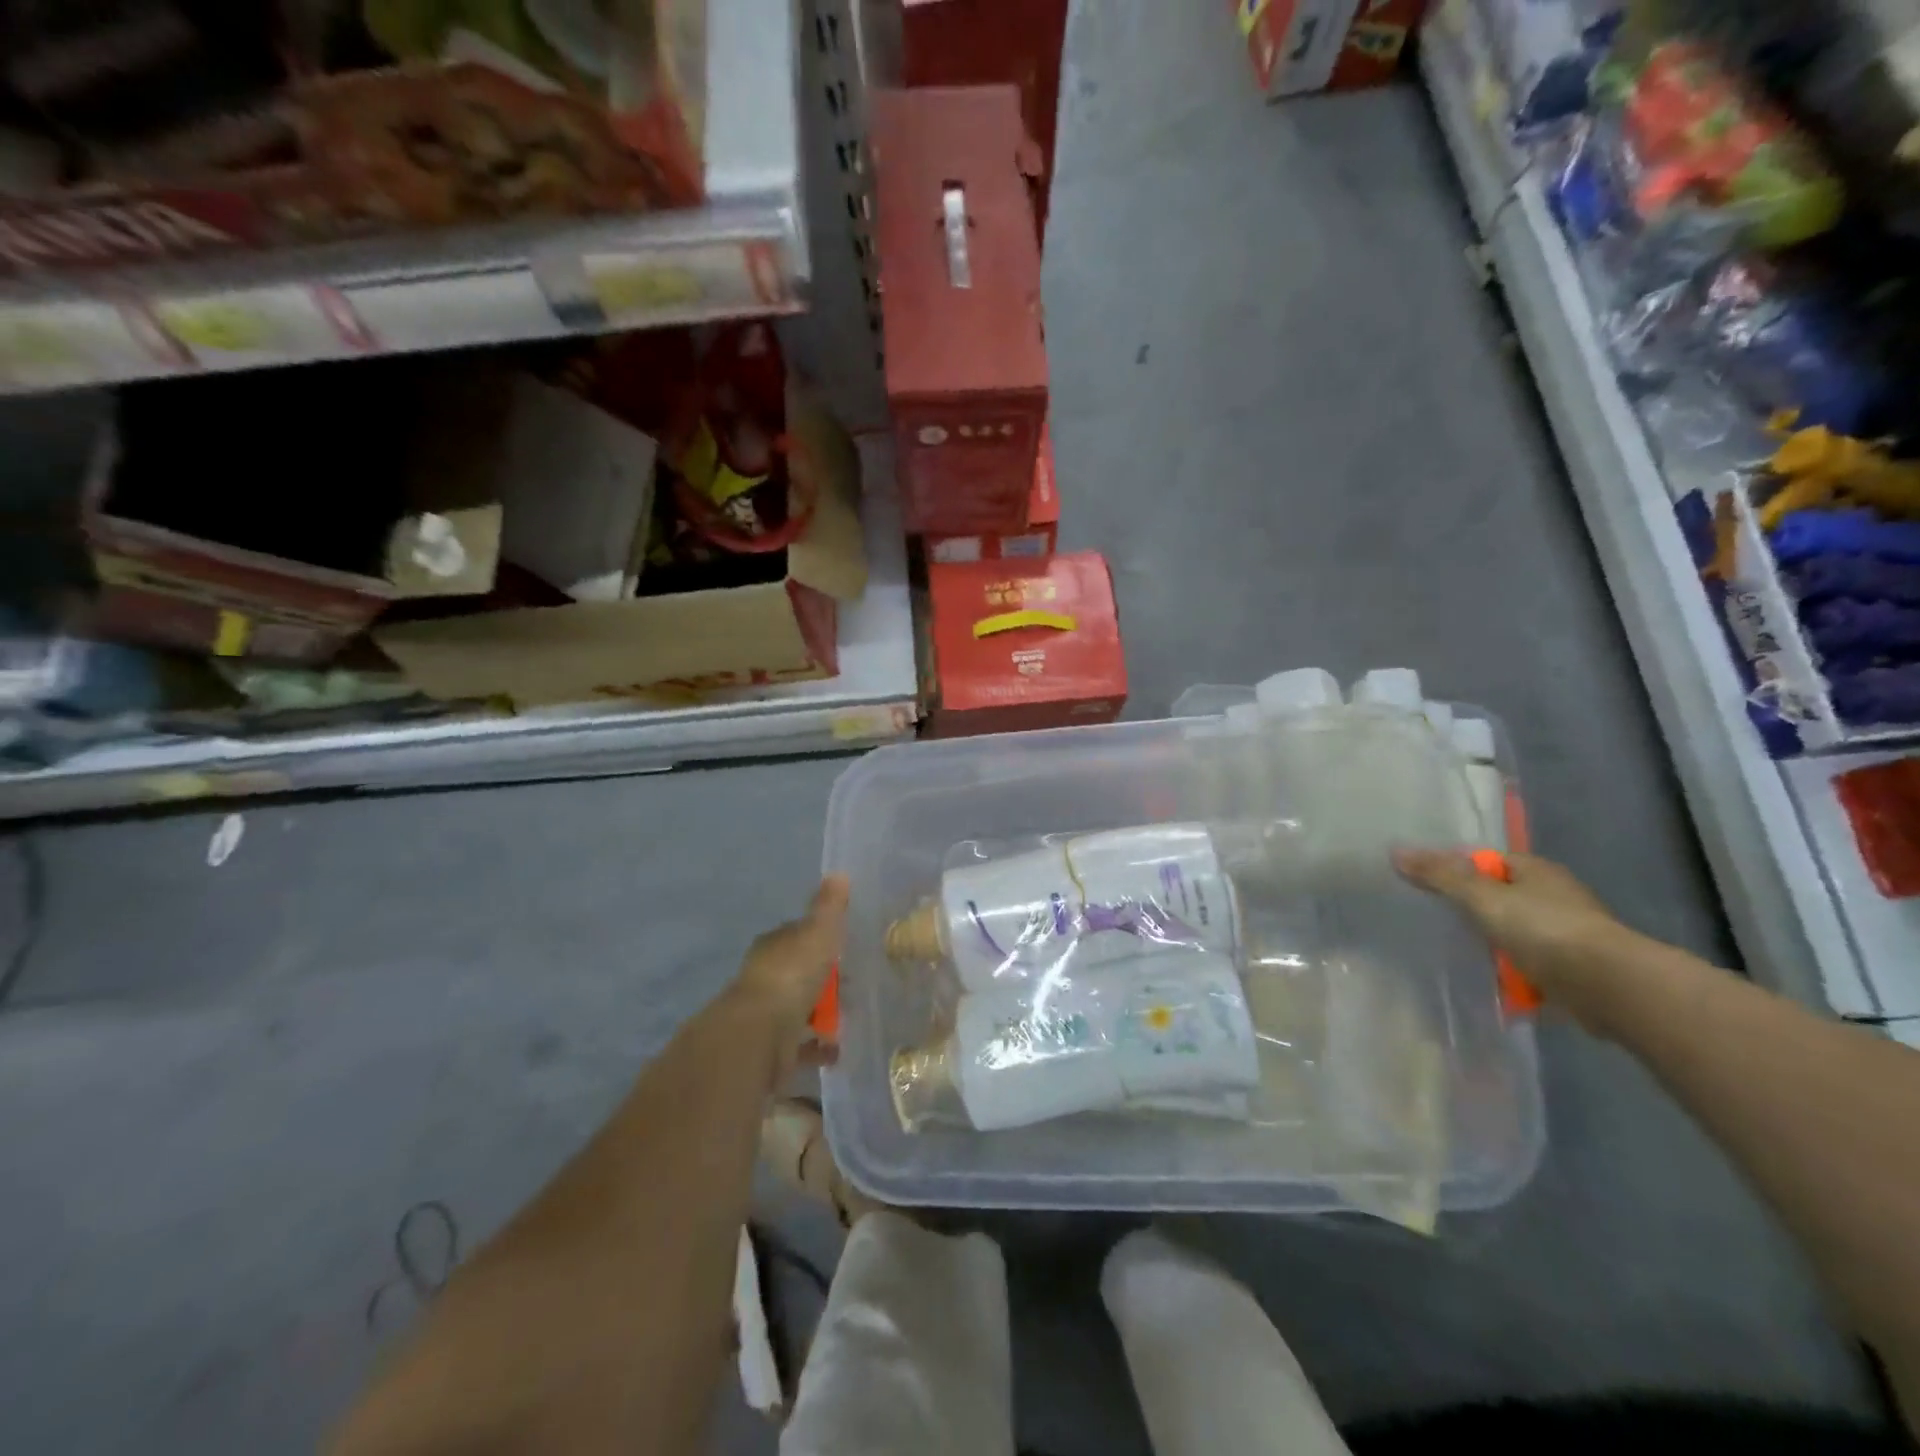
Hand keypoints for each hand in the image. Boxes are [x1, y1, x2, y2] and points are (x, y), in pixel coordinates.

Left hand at [728, 876, 848, 1072]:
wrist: (760, 1033)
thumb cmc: (791, 974)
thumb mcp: (818, 932)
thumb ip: (829, 907)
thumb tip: (839, 873)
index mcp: (774, 945)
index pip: (798, 935)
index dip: (820, 938)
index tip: (844, 945)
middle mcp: (766, 976)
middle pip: (799, 973)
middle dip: (823, 979)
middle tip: (853, 985)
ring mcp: (767, 1013)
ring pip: (799, 1008)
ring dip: (821, 1014)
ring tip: (850, 1017)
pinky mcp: (771, 1048)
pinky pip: (801, 1044)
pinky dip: (819, 1046)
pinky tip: (837, 1049)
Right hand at [1392, 848, 1639, 1023]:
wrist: (1611, 988)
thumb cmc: (1545, 930)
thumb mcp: (1483, 898)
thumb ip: (1440, 876)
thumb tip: (1396, 851)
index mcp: (1537, 871)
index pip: (1488, 861)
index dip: (1458, 869)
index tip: (1428, 886)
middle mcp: (1556, 898)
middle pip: (1501, 898)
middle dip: (1473, 911)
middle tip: (1436, 921)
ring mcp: (1568, 937)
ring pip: (1516, 935)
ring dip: (1493, 948)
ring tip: (1457, 956)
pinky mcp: (1573, 972)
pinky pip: (1531, 970)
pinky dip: (1513, 978)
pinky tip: (1490, 986)